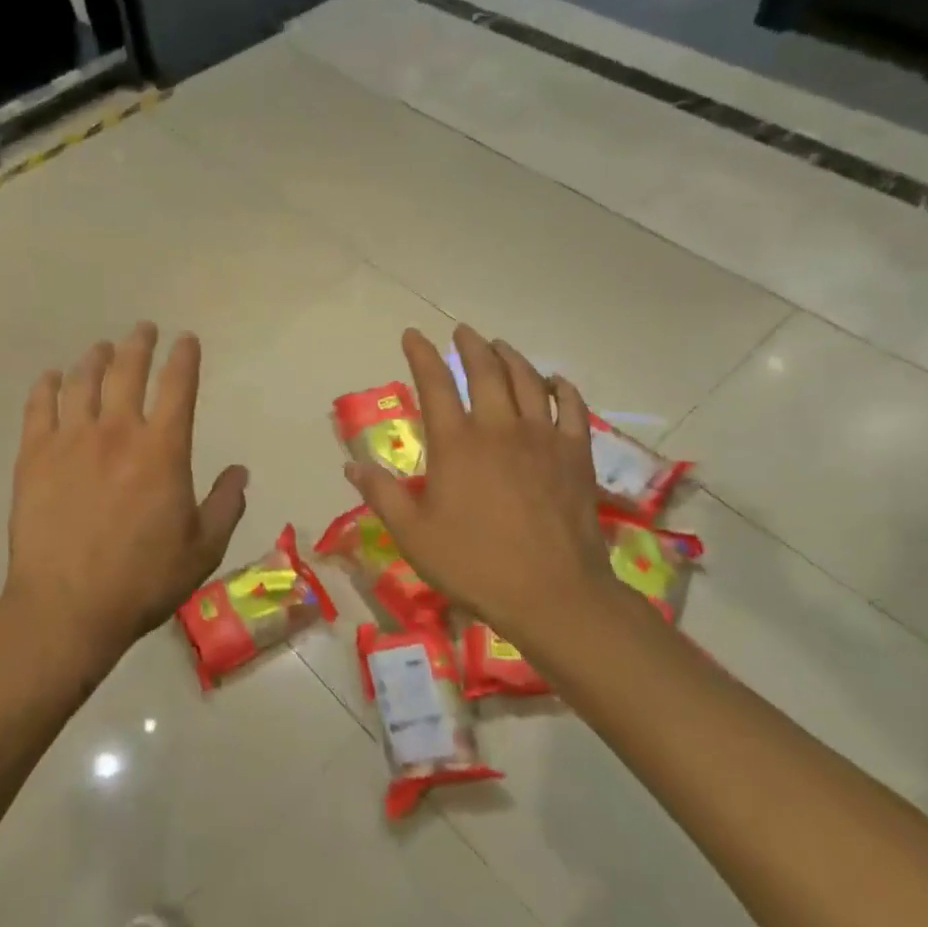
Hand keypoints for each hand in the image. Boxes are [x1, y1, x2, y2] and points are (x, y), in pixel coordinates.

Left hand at [0, 322, 248, 682]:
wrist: (67, 607)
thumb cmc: (143, 580)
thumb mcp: (203, 549)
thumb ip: (227, 504)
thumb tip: (240, 471)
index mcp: (163, 450)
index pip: (178, 386)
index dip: (184, 357)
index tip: (186, 339)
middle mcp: (117, 432)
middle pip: (128, 371)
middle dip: (139, 344)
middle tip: (143, 329)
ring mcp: (70, 440)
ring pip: (82, 381)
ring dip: (95, 358)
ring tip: (102, 349)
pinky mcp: (34, 456)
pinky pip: (39, 407)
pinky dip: (47, 386)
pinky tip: (52, 378)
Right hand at [346, 326, 649, 669]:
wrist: (552, 594)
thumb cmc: (474, 565)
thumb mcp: (413, 535)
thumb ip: (383, 495)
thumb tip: (352, 464)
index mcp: (456, 444)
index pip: (435, 384)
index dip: (422, 355)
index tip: (413, 334)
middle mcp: (499, 428)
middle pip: (486, 371)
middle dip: (471, 345)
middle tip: (463, 332)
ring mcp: (542, 438)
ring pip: (528, 380)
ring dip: (511, 357)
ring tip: (500, 346)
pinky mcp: (575, 455)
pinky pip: (571, 407)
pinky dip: (561, 388)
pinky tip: (554, 382)